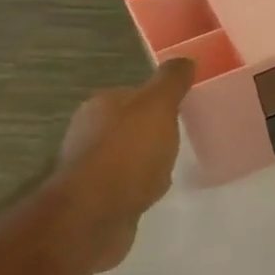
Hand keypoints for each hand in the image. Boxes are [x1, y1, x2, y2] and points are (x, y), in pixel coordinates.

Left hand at [56, 57, 194, 270]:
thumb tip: (185, 58)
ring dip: (147, 159)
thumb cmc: (128, 153)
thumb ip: (171, 82)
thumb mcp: (157, 107)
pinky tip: (154, 190)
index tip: (184, 110)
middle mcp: (89, 131)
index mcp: (101, 105)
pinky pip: (126, 183)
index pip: (135, 94)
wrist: (95, 215)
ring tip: (171, 165)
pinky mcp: (96, 197)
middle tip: (182, 137)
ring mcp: (90, 166)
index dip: (160, 100)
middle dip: (154, 131)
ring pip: (128, 154)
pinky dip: (141, 184)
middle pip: (130, 124)